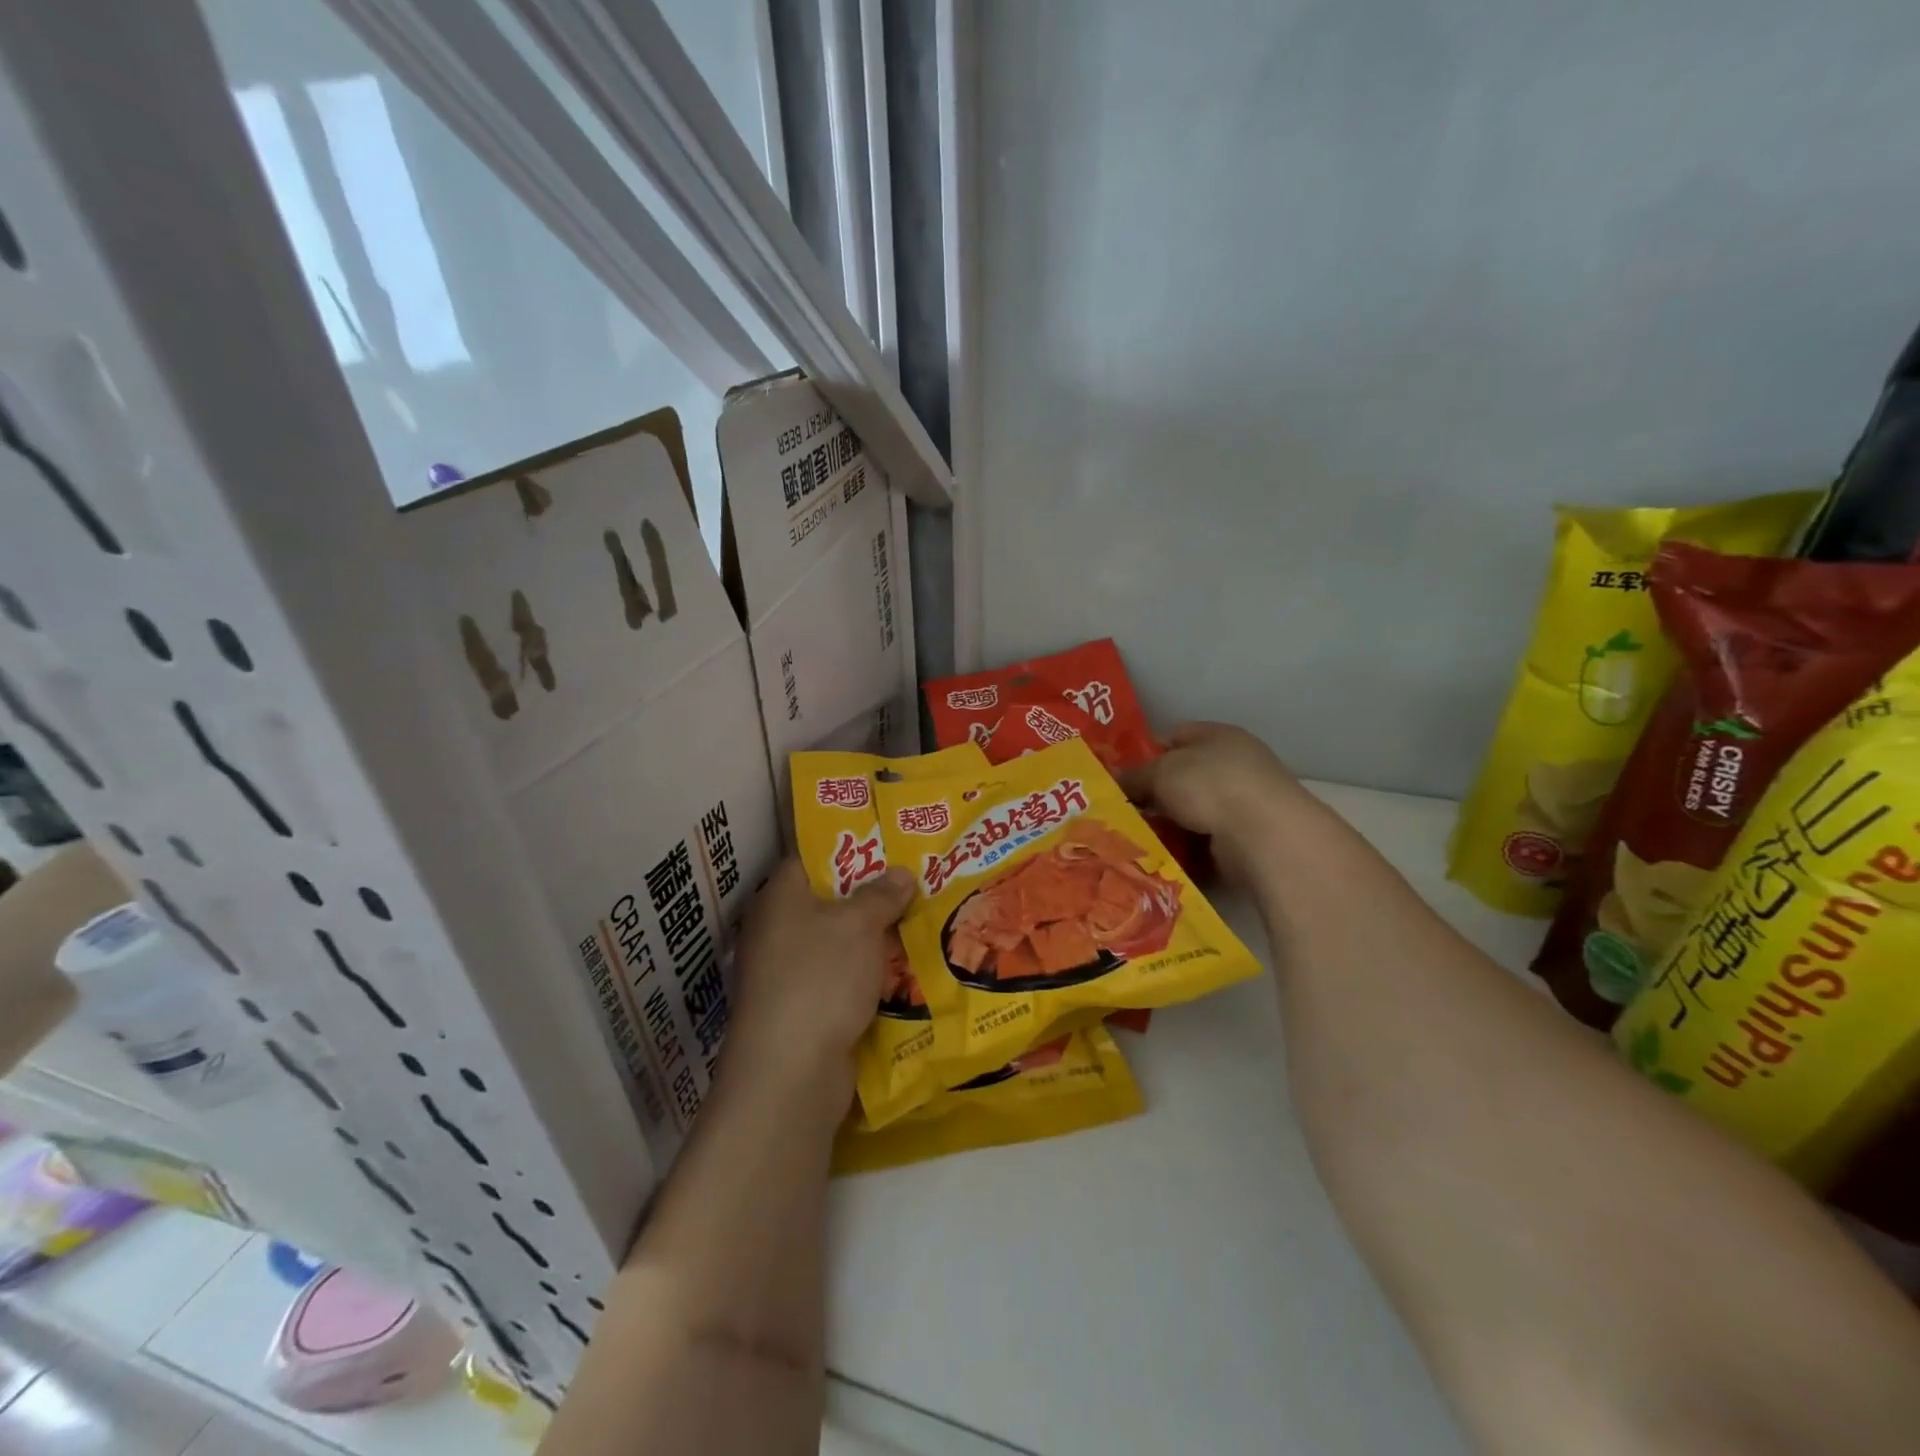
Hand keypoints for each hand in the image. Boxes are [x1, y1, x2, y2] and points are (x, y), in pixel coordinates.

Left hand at [721, 858, 914, 1115]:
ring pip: (838, 943)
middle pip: (829, 901)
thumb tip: (900, 873)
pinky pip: (840, 979)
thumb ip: (882, 894)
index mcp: (781, 897)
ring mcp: (786, 973)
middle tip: (916, 884)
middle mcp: (776, 930)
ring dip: (873, 939)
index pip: (812, 857)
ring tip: (919, 923)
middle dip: (872, 896)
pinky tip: (902, 971)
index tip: (890, 846)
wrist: (790, 1072)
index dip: (850, 848)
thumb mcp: (859, 925)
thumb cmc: (821, 978)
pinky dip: (866, 975)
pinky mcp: (801, 1009)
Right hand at [1120, 722, 1324, 883]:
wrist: (1263, 835)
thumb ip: (1135, 775)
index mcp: (1218, 735)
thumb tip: (1113, 780)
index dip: (1148, 752)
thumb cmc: (1210, 786)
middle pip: (1184, 776)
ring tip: (1135, 836)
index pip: (1176, 736)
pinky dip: (1186, 848)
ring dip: (1170, 823)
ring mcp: (1244, 802)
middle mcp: (1235, 764)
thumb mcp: (1160, 772)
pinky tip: (1161, 854)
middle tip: (1123, 808)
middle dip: (1156, 792)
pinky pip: (1205, 840)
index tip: (1122, 773)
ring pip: (1193, 811)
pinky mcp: (1246, 838)